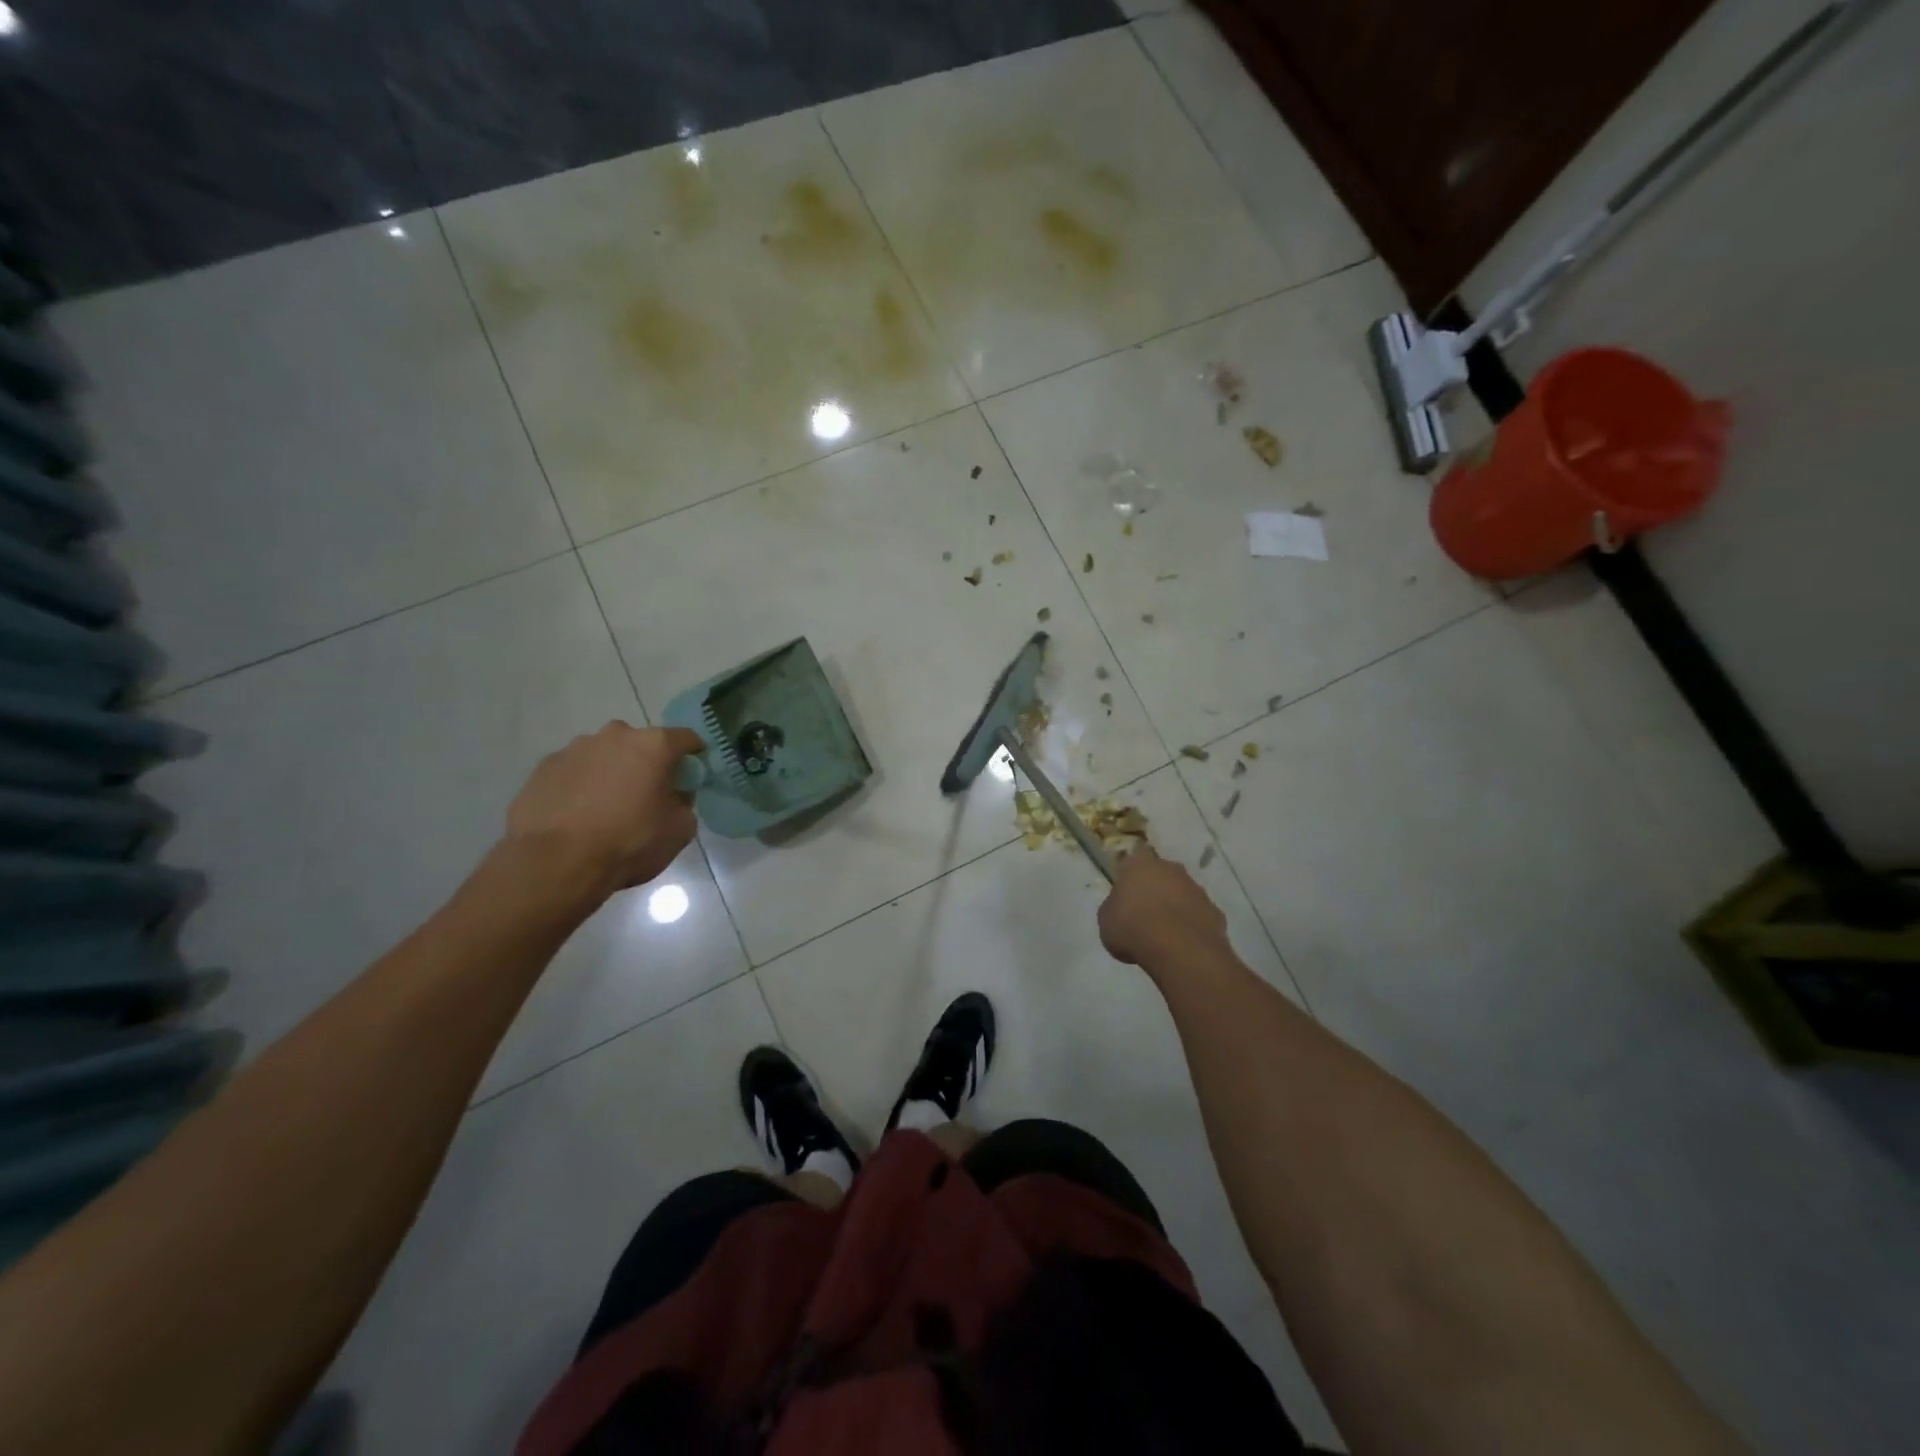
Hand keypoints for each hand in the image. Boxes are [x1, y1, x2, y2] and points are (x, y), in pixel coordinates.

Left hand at [506, 723, 703, 895]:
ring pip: (604, 755)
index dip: (694, 756)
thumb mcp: (680, 830)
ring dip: (611, 773)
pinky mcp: (544, 767)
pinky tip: (577, 815)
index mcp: (654, 745)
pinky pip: (574, 771)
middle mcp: (615, 735)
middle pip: (641, 744)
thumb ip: (684, 803)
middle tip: (646, 796)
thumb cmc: (629, 842)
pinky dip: (581, 786)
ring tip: (606, 809)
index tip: (692, 776)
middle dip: (647, 764)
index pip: (686, 739)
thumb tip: (673, 796)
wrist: (555, 863)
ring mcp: (575, 748)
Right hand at [1098, 846, 1229, 968]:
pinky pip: (1198, 916)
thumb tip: (1121, 909)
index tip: (1123, 898)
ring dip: (1174, 907)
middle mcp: (1170, 869)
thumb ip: (1114, 909)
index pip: (1130, 864)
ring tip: (1164, 934)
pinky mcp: (1215, 911)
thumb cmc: (1133, 928)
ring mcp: (1196, 889)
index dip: (1126, 880)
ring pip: (1182, 894)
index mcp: (1139, 864)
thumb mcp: (1106, 920)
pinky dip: (1191, 926)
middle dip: (1154, 890)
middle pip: (1160, 875)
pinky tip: (1183, 945)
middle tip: (1143, 915)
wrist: (1179, 949)